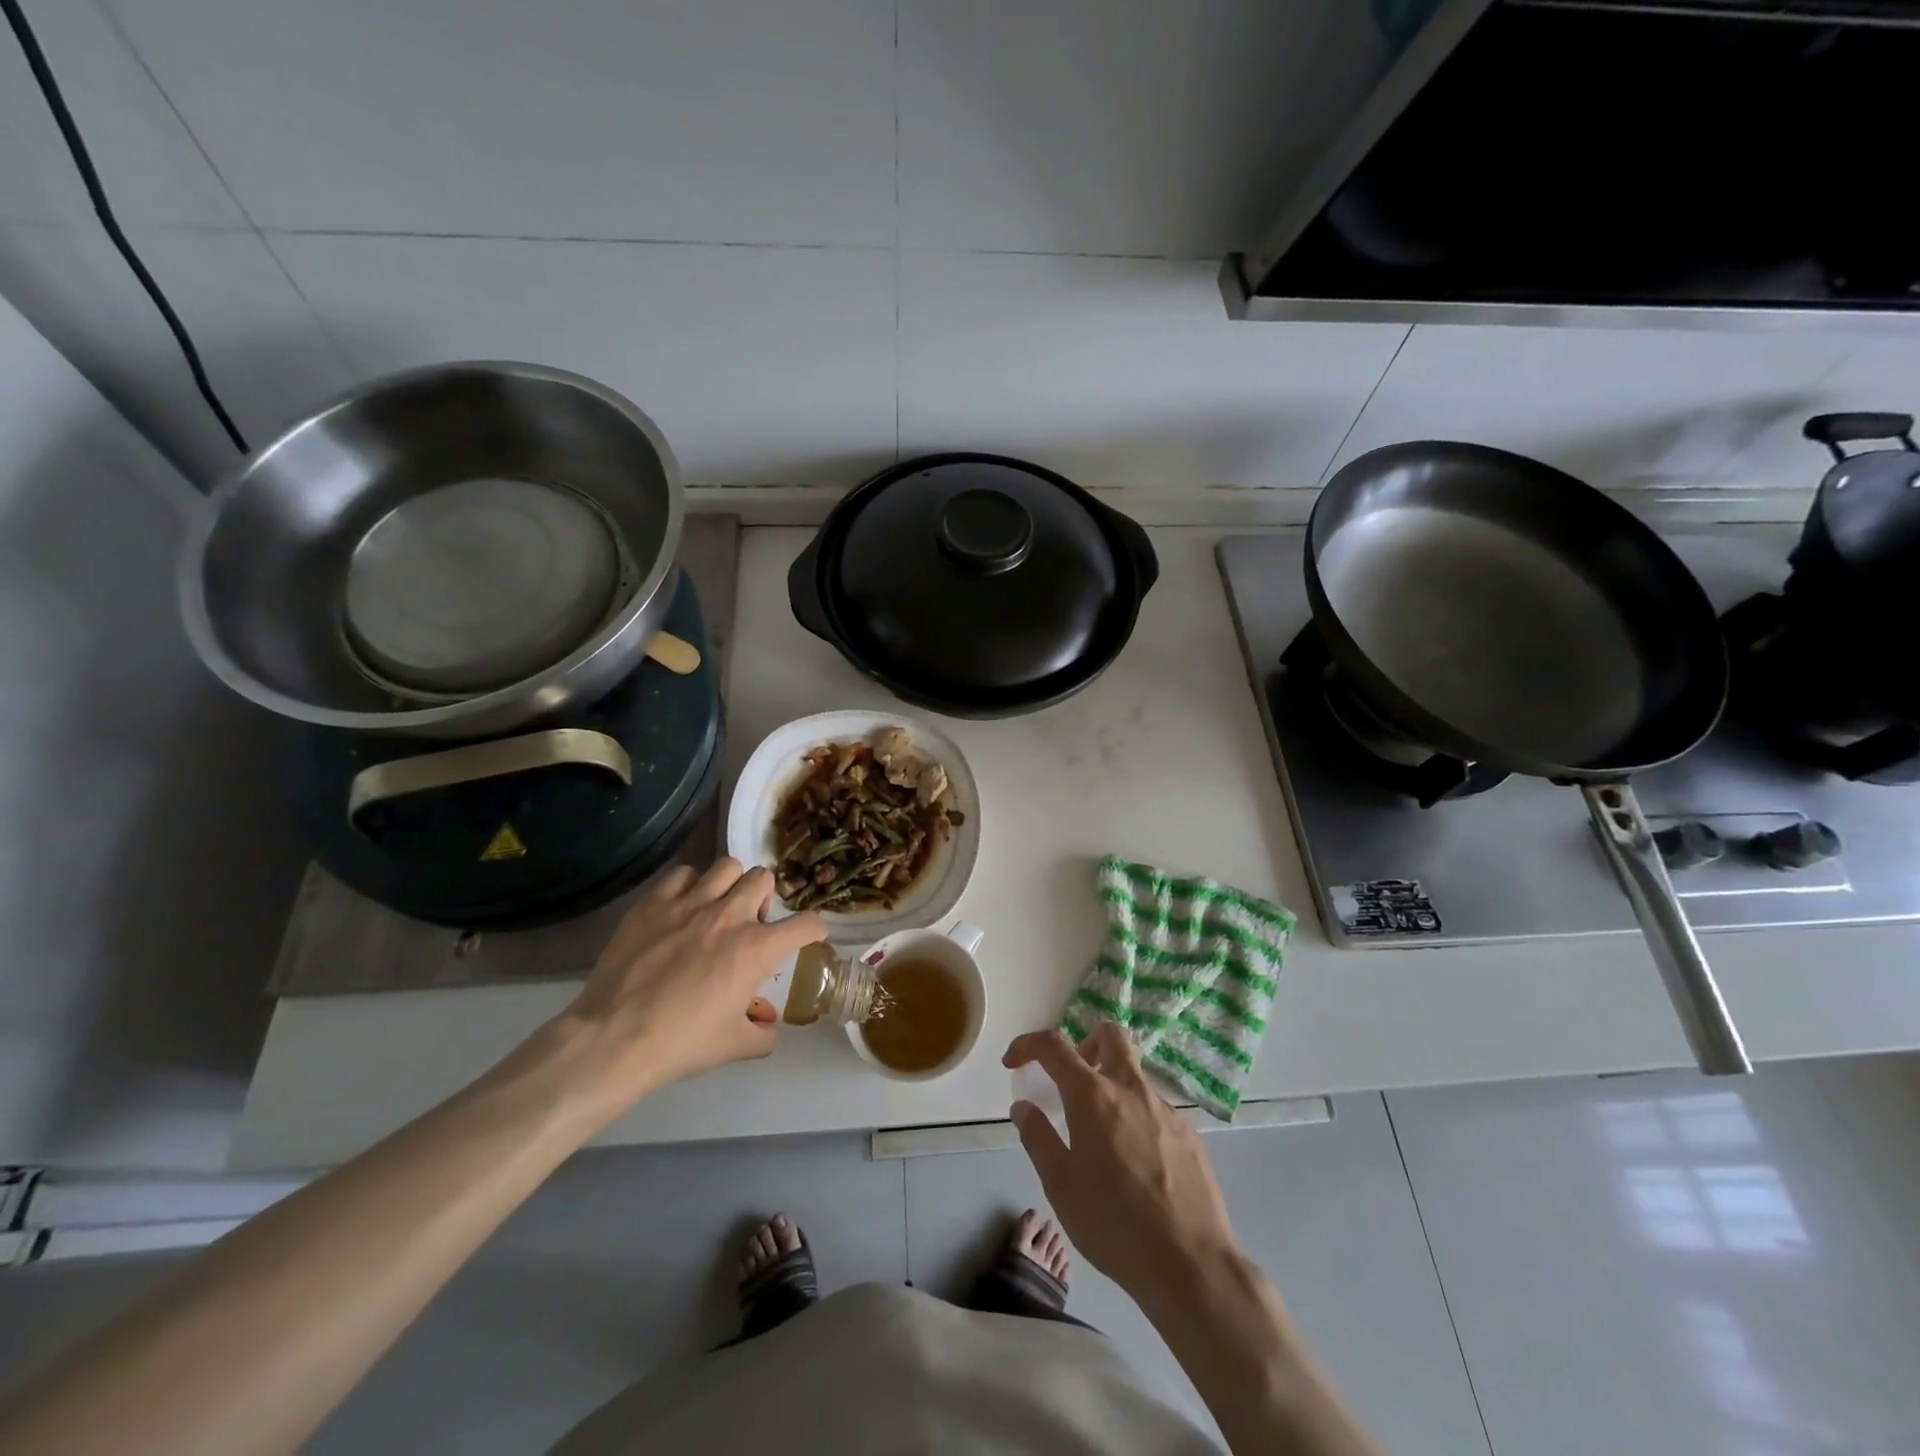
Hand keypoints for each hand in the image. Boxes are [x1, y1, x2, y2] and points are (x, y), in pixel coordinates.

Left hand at [546, 859, 825, 1120]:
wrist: (615, 1038)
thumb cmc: (682, 1043)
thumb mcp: (734, 1046)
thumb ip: (761, 1034)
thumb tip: (767, 1028)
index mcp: (757, 948)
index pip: (806, 924)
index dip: (813, 929)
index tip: (808, 935)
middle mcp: (730, 915)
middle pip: (764, 878)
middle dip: (764, 898)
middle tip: (749, 922)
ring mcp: (690, 904)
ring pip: (727, 866)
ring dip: (730, 884)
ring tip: (717, 906)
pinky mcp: (653, 903)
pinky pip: (682, 874)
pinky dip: (689, 885)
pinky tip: (681, 907)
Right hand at [1004, 1024, 1237, 1308]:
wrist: (1190, 1264)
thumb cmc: (1113, 1224)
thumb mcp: (1060, 1185)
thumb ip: (1038, 1137)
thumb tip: (1023, 1106)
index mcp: (1093, 1096)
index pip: (1054, 1046)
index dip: (1028, 1044)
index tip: (1014, 1062)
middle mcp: (1131, 1089)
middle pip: (1110, 1036)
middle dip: (1085, 1045)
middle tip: (1072, 1082)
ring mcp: (1165, 1109)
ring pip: (1134, 1075)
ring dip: (1112, 1087)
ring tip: (1102, 1138)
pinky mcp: (1189, 1134)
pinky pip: (1155, 1109)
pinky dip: (1136, 1118)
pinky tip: (1136, 1165)